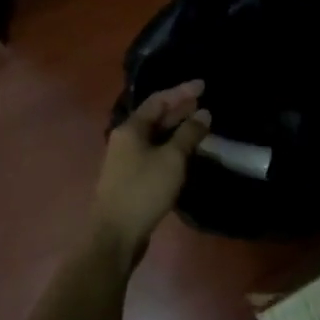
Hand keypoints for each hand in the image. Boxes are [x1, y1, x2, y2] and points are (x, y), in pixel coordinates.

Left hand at [91, 80, 211, 269]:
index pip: (158, 100)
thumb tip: (203, 113)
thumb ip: (189, 134)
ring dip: (177, 128)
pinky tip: (186, 152)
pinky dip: (171, 146)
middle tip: (204, 103)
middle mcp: (125, 139)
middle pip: (155, 117)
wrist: (115, 235)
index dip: (181, 91)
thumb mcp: (172, 159)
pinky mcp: (131, 178)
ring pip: (155, 136)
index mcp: (130, 128)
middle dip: (180, 109)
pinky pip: (154, 152)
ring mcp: (126, 159)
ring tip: (200, 125)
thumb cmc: (143, 190)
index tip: (203, 85)